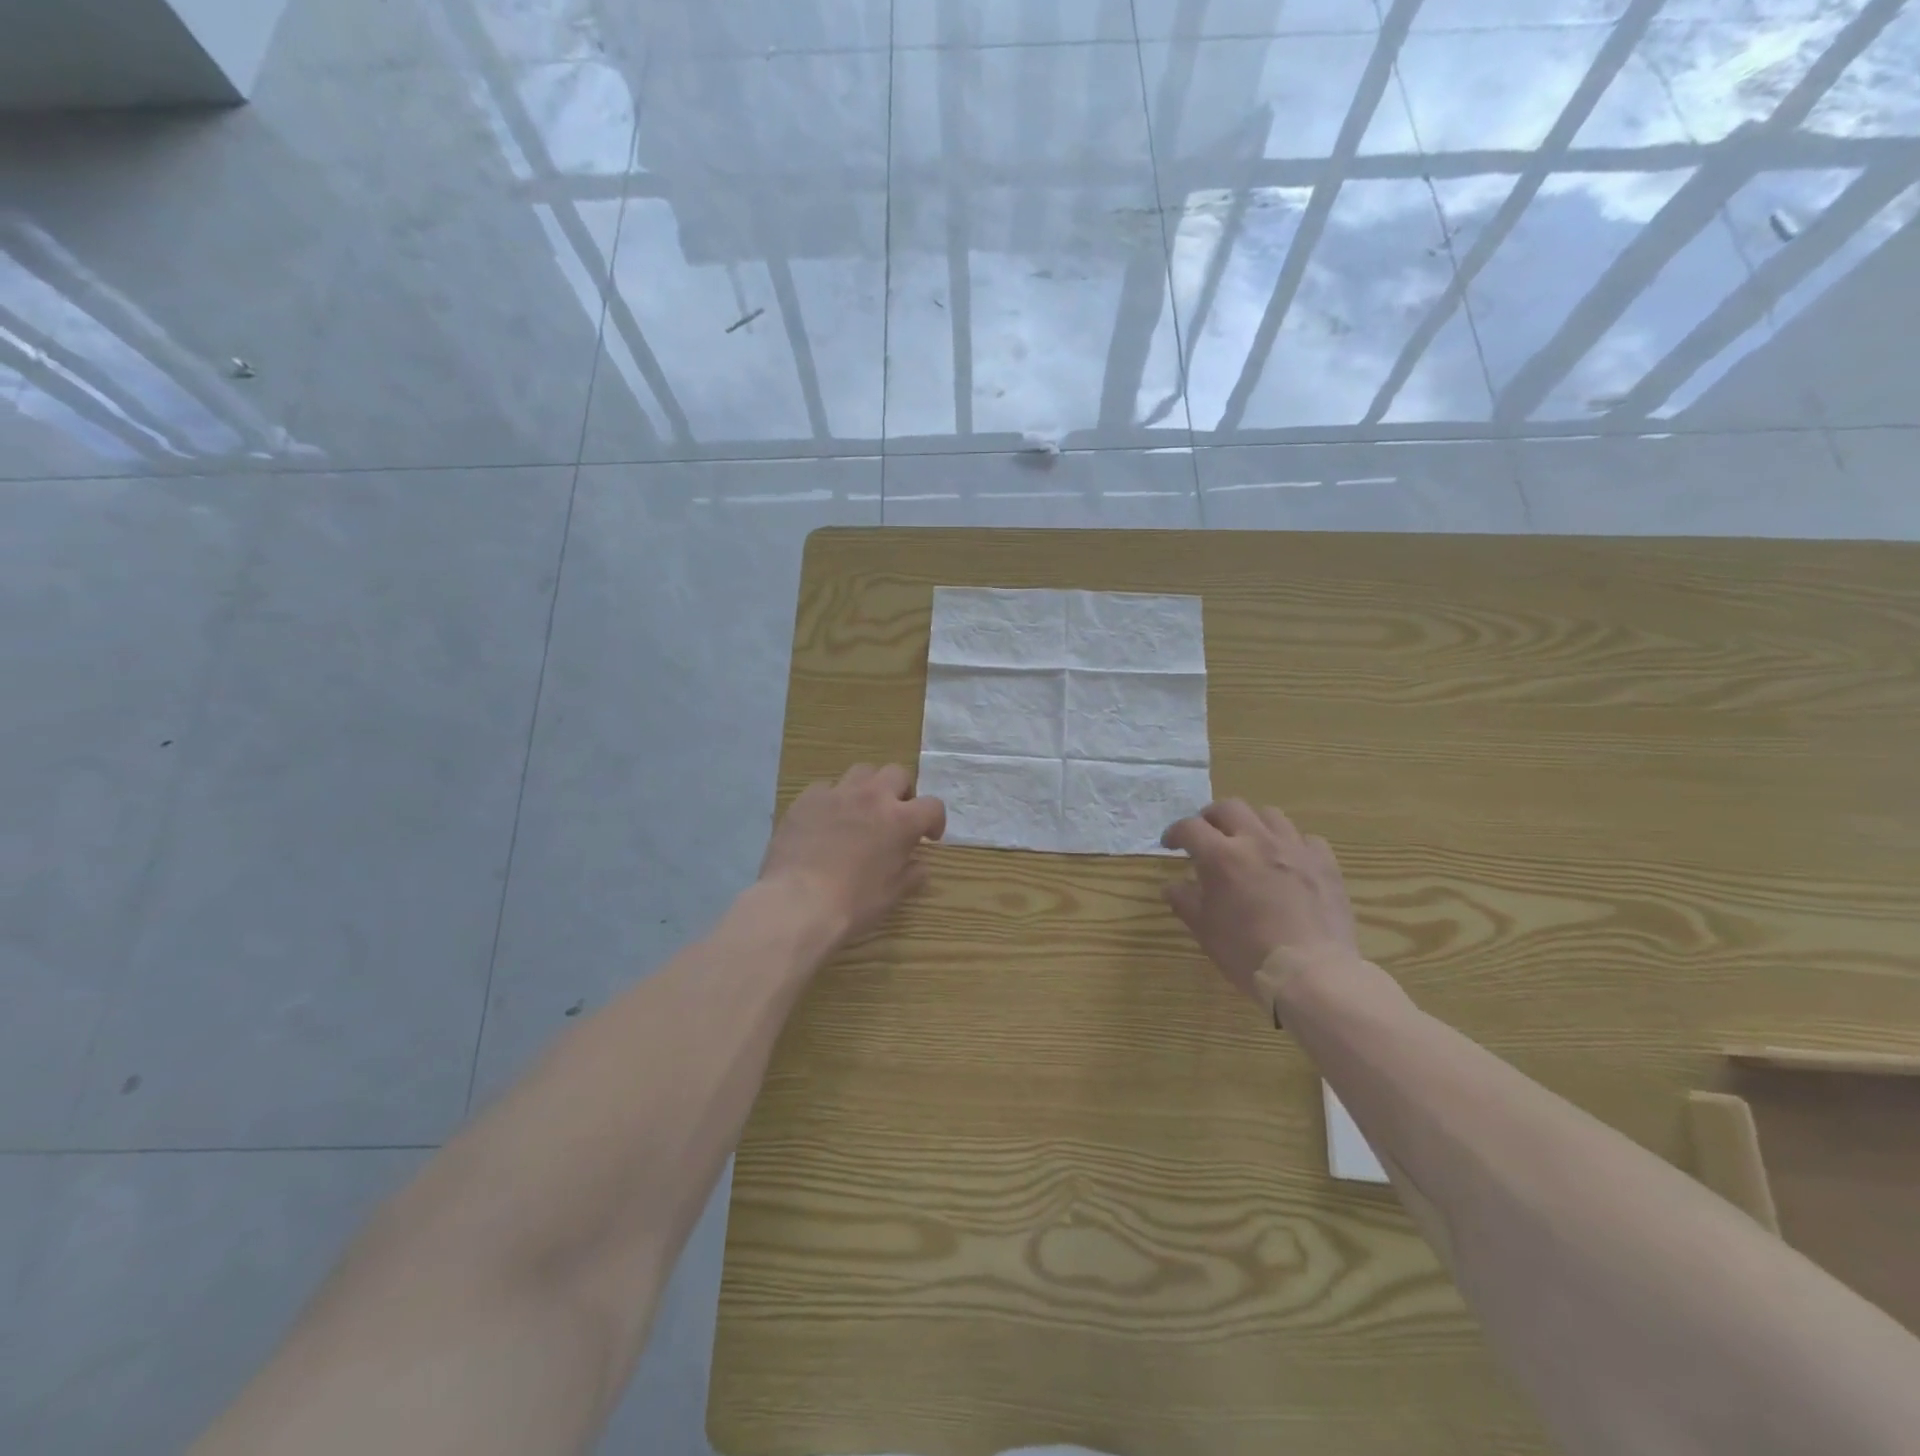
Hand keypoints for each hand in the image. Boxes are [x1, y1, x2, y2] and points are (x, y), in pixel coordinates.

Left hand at [760, 764, 946, 945]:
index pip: (933, 806)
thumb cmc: (852, 903)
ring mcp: (837, 794)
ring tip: (860, 811)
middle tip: (894, 816)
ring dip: (868, 787)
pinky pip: (825, 788)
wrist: (797, 903)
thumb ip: (911, 874)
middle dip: (901, 792)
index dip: (935, 821)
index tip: (928, 837)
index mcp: (900, 820)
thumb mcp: (892, 894)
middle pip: (897, 774)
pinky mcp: (806, 799)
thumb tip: (919, 866)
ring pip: (861, 771)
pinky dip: (832, 800)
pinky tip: (825, 821)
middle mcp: (872, 797)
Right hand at [1161, 801, 1357, 1007]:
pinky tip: (1287, 862)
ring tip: (1248, 843)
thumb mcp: (1204, 930)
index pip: (1190, 828)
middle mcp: (1257, 841)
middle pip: (1229, 808)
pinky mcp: (1325, 863)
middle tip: (1207, 836)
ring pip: (1269, 815)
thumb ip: (1185, 900)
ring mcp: (1294, 849)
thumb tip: (1172, 885)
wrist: (1311, 973)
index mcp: (1221, 856)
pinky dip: (1291, 844)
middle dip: (1211, 818)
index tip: (1170, 845)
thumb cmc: (1247, 952)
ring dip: (1252, 824)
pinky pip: (1306, 839)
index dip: (1175, 833)